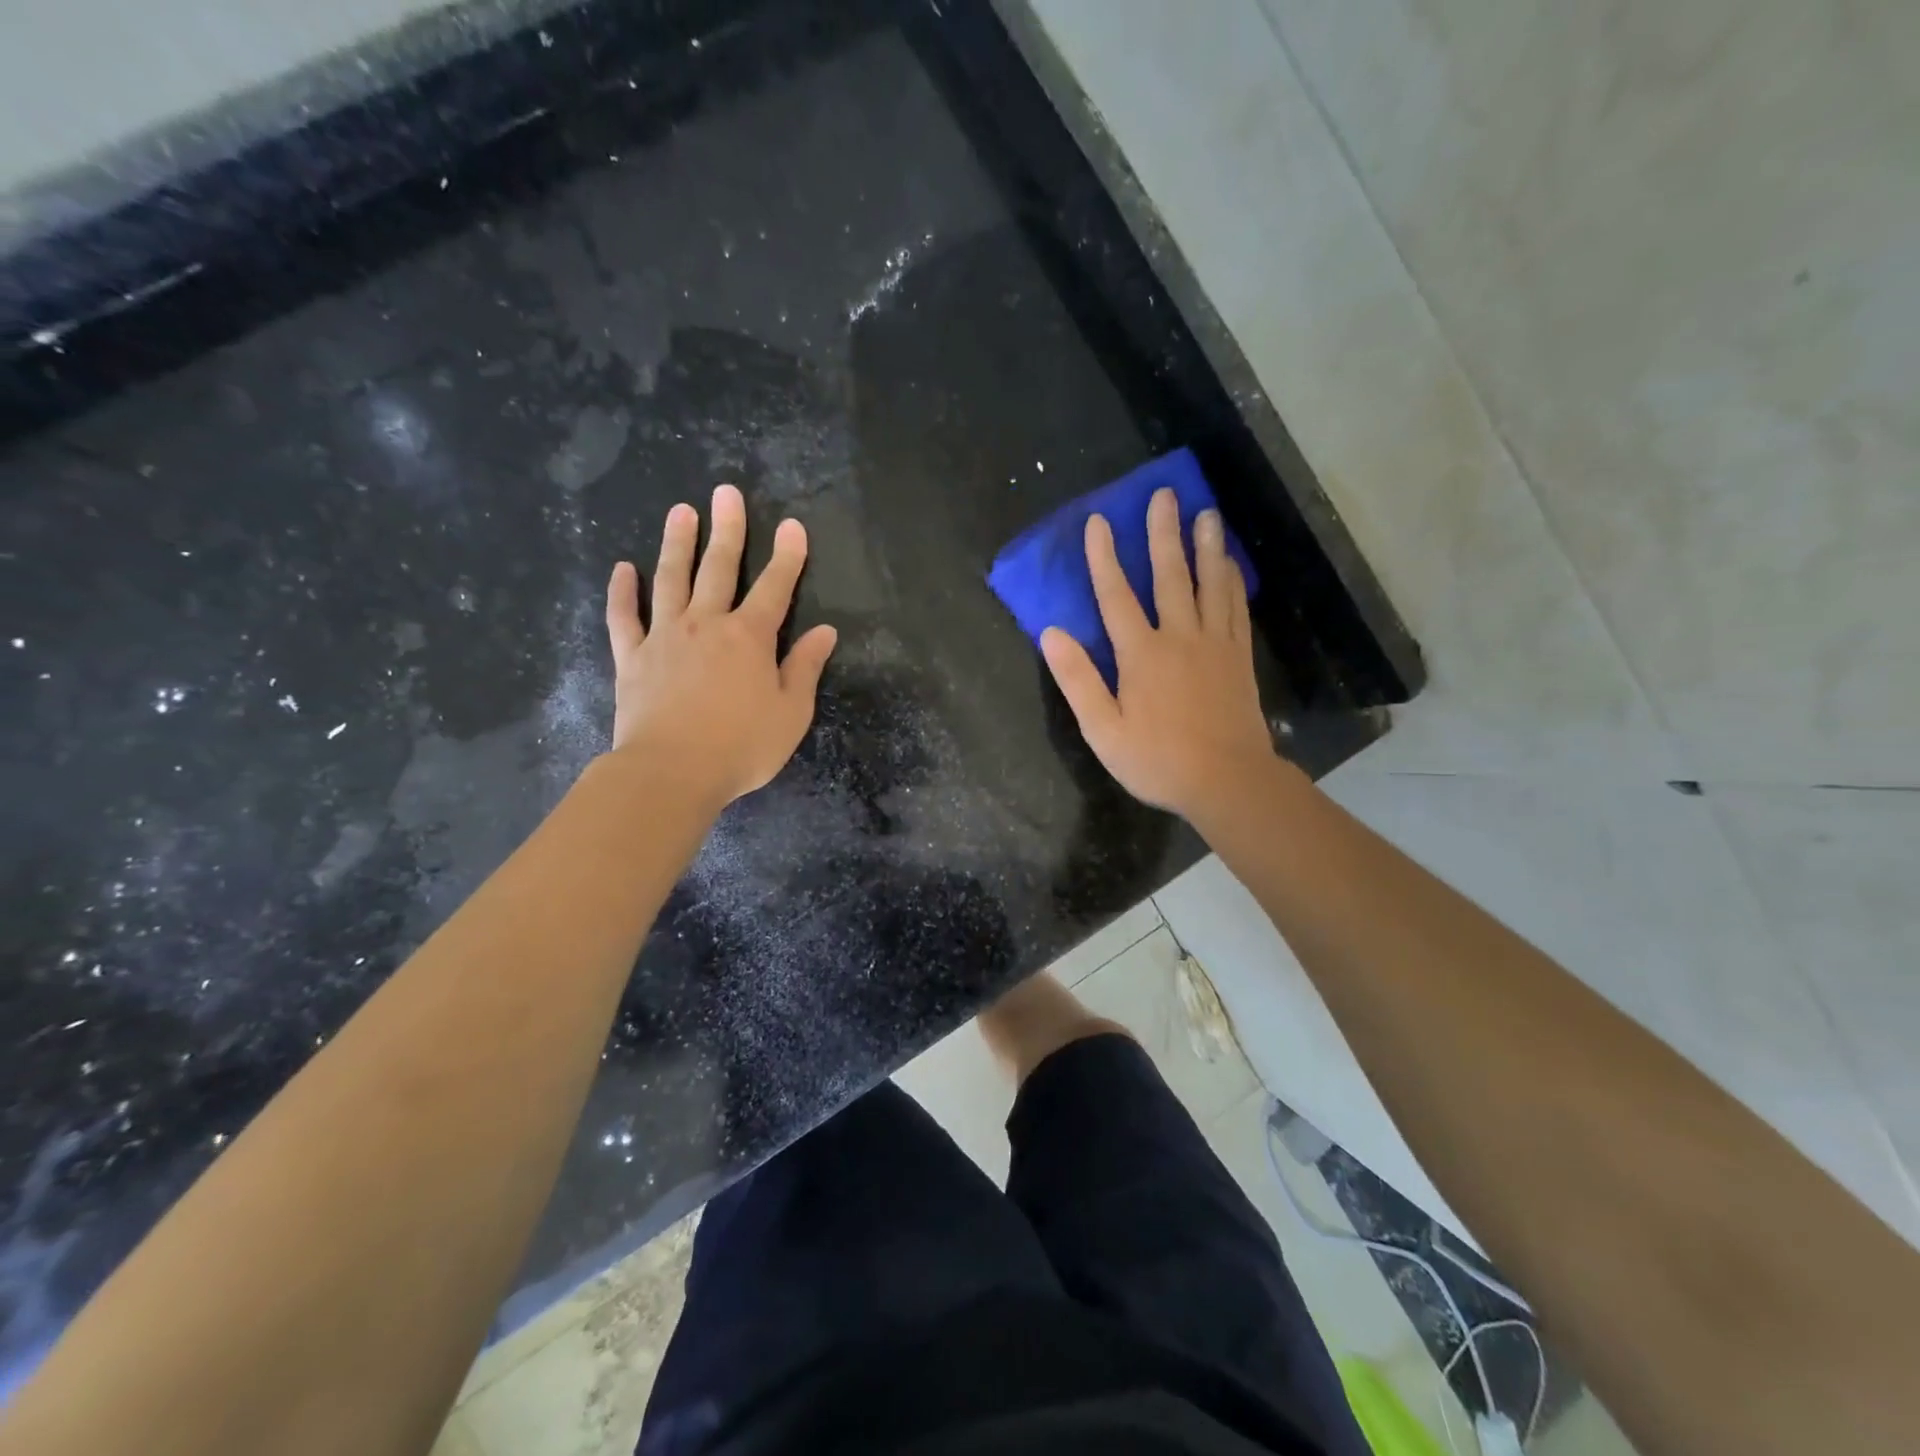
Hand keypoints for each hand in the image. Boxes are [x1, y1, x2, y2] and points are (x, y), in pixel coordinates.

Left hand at [605, 484, 836, 807]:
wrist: (672, 772)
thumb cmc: (741, 746)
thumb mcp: (791, 713)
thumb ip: (805, 668)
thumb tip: (825, 632)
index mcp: (750, 638)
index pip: (775, 588)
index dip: (787, 557)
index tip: (792, 526)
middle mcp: (706, 624)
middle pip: (719, 568)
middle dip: (727, 530)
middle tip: (726, 492)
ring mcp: (664, 637)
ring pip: (671, 579)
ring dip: (677, 543)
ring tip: (681, 510)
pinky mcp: (632, 657)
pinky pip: (623, 617)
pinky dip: (622, 592)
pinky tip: (622, 569)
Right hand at [1041, 487, 1276, 822]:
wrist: (1227, 781)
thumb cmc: (1157, 760)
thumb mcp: (1104, 730)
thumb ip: (1078, 680)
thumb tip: (1052, 634)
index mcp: (1141, 654)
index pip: (1116, 596)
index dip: (1104, 558)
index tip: (1099, 521)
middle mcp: (1179, 637)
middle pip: (1169, 576)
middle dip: (1163, 534)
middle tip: (1165, 495)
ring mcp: (1214, 644)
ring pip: (1210, 585)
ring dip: (1205, 546)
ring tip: (1206, 513)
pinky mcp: (1238, 657)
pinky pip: (1236, 609)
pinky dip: (1232, 582)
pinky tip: (1230, 565)